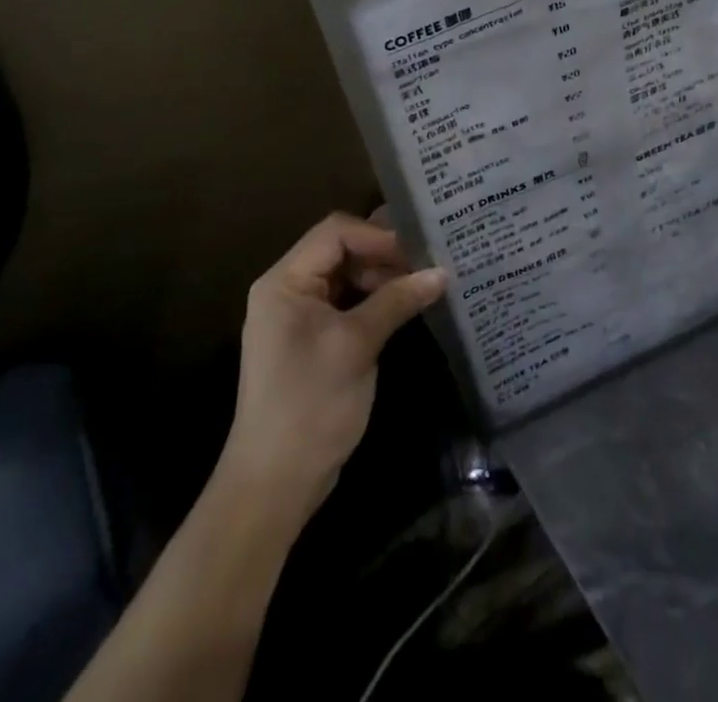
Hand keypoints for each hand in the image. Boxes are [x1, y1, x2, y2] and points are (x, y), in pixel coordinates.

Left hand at [219, 212, 444, 524]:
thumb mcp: (356, 346)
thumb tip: (442, 272)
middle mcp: (289, 289)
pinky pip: (347, 303)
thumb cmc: (310, 404)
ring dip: (383, 278)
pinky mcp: (314, 339)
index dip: (377, 236)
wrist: (274, 484)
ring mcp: (300, 316)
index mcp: (285, 281)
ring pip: (347, 276)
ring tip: (424, 283)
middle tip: (429, 263)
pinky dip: (375, 300)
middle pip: (341, 250)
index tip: (419, 251)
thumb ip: (397, 301)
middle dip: (384, 255)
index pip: (335, 233)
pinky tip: (407, 305)